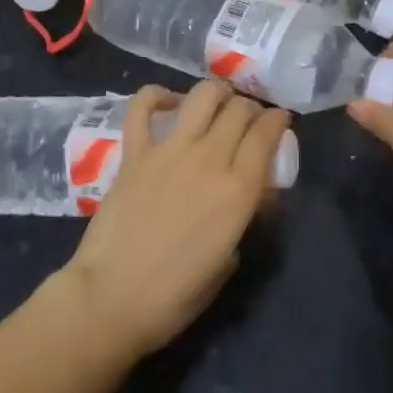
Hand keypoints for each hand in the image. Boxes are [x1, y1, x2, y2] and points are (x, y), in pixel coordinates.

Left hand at [57, 81, 288, 358]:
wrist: (111, 299)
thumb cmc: (175, 295)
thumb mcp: (228, 260)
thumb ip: (244, 217)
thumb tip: (250, 196)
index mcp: (238, 189)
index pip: (267, 133)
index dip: (279, 119)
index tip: (280, 121)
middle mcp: (209, 158)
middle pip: (240, 108)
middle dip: (252, 107)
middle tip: (250, 119)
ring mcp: (169, 151)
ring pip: (203, 95)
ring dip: (217, 93)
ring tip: (219, 104)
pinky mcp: (135, 152)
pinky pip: (143, 107)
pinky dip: (157, 96)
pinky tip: (168, 102)